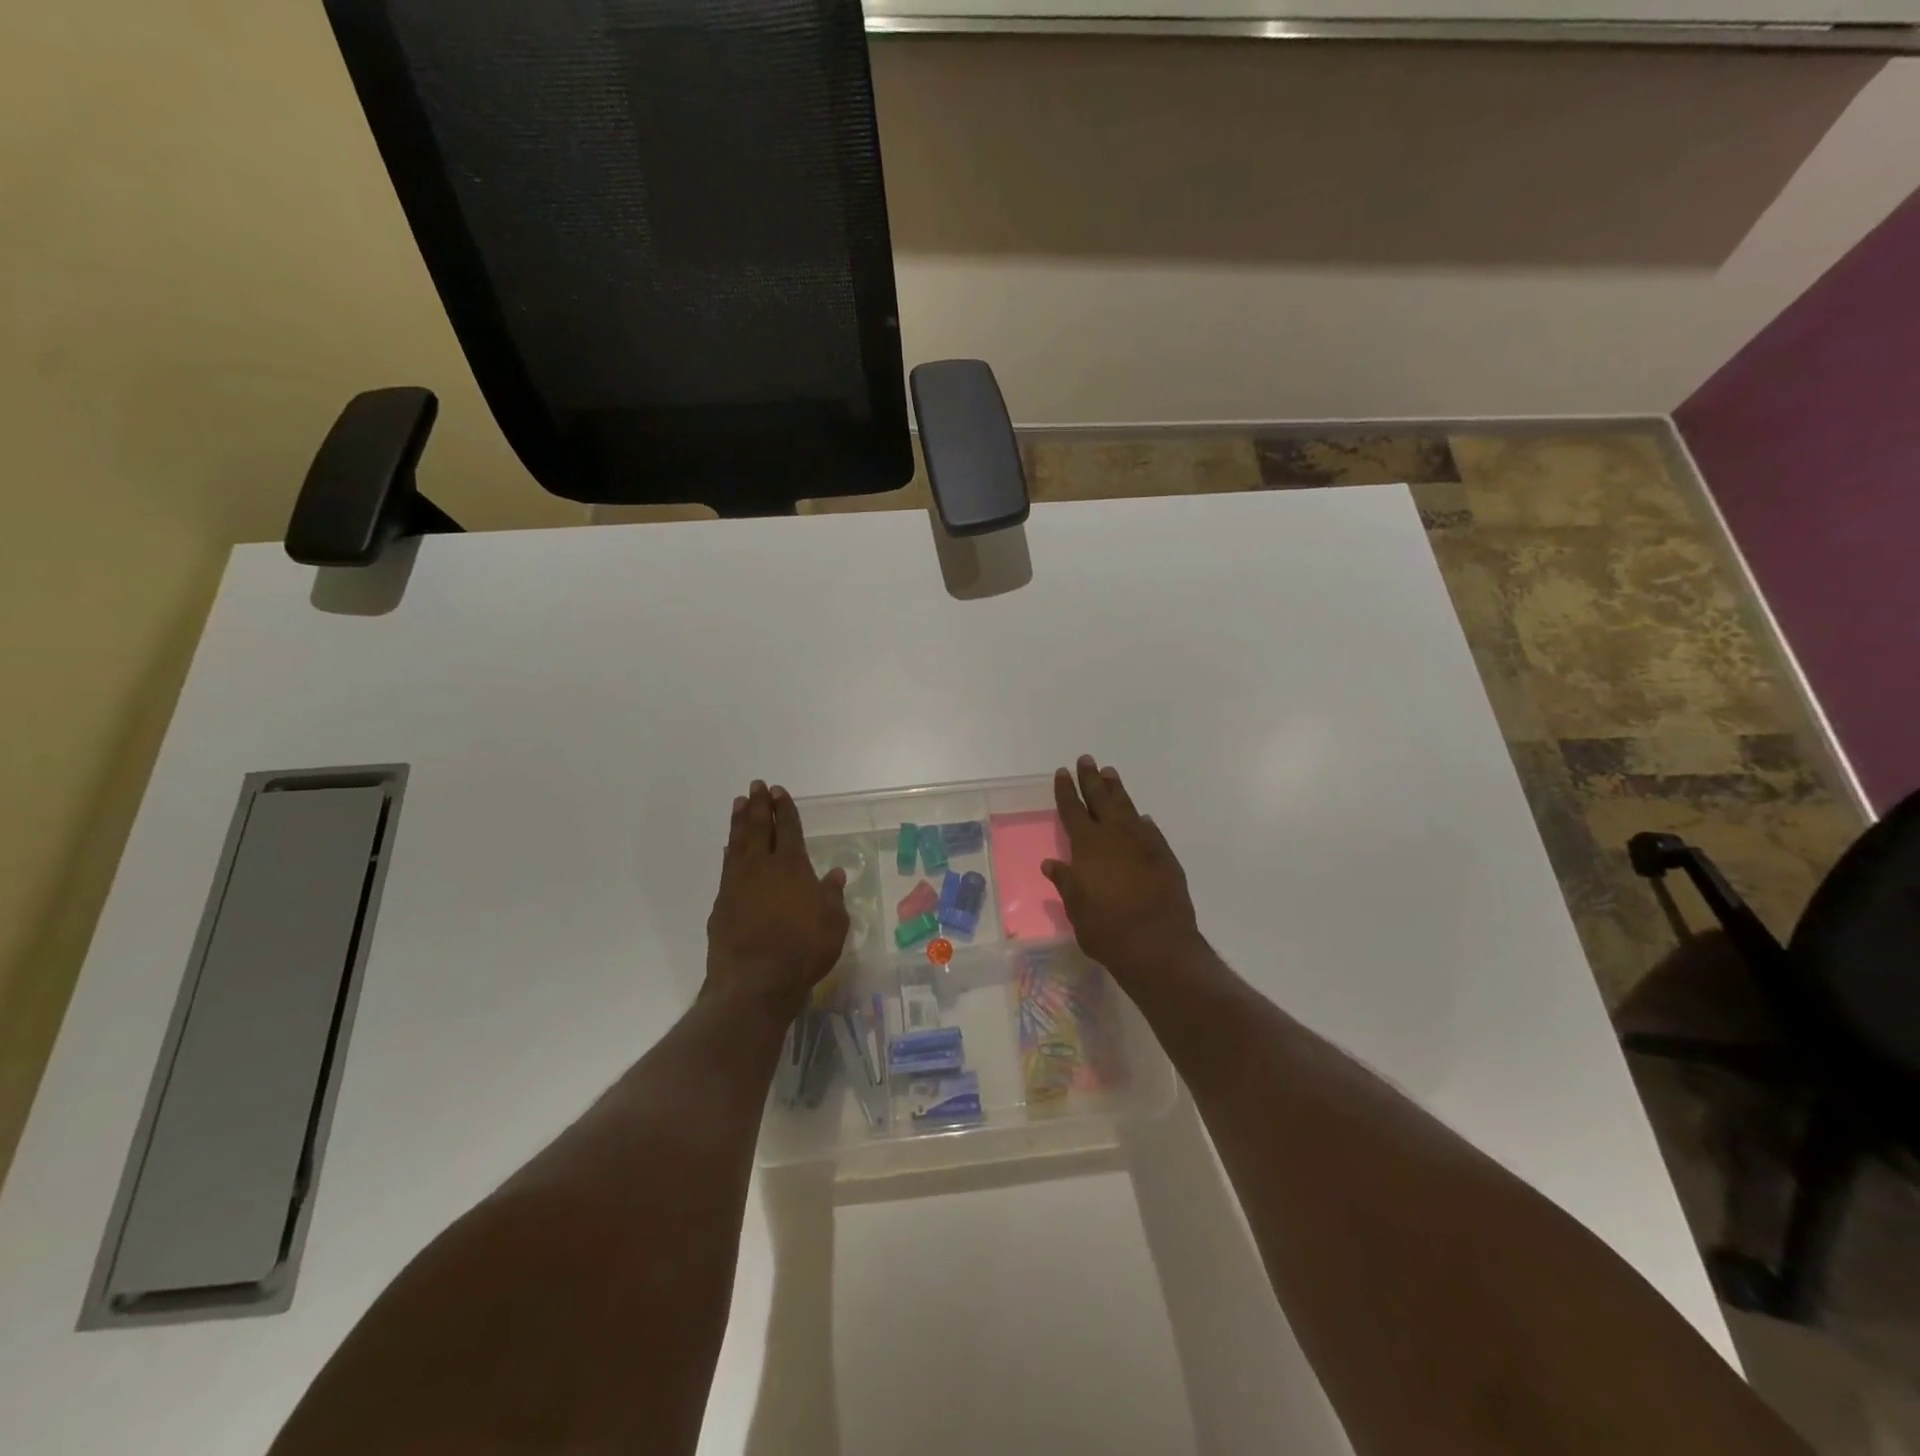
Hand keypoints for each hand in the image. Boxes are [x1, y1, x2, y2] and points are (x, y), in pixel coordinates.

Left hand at [705, 781, 848, 1019]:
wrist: (755, 980)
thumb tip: (835, 875)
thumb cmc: (803, 950)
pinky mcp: (721, 903)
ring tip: (738, 803)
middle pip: (758, 828)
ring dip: (739, 821)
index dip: (784, 809)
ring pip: (738, 843)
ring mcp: (737, 884)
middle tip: (756, 786)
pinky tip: (728, 848)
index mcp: (792, 866)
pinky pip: (726, 867)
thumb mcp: (833, 924)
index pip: (788, 828)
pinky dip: (729, 852)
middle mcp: (762, 867)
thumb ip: (832, 896)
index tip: (778, 791)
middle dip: (758, 805)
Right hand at [1043, 756, 1203, 987]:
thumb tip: (1052, 863)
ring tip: (1111, 773)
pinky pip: (1150, 830)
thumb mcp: (1076, 907)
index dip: (1066, 790)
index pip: (1072, 809)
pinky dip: (1143, 821)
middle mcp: (1114, 835)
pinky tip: (1142, 817)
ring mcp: (1143, 843)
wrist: (1156, 943)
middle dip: (1091, 779)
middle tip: (1087, 759)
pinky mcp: (1164, 856)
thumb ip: (1065, 881)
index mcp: (1087, 845)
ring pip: (1127, 808)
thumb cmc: (1105, 928)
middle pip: (1100, 798)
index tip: (1063, 772)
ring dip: (1117, 790)